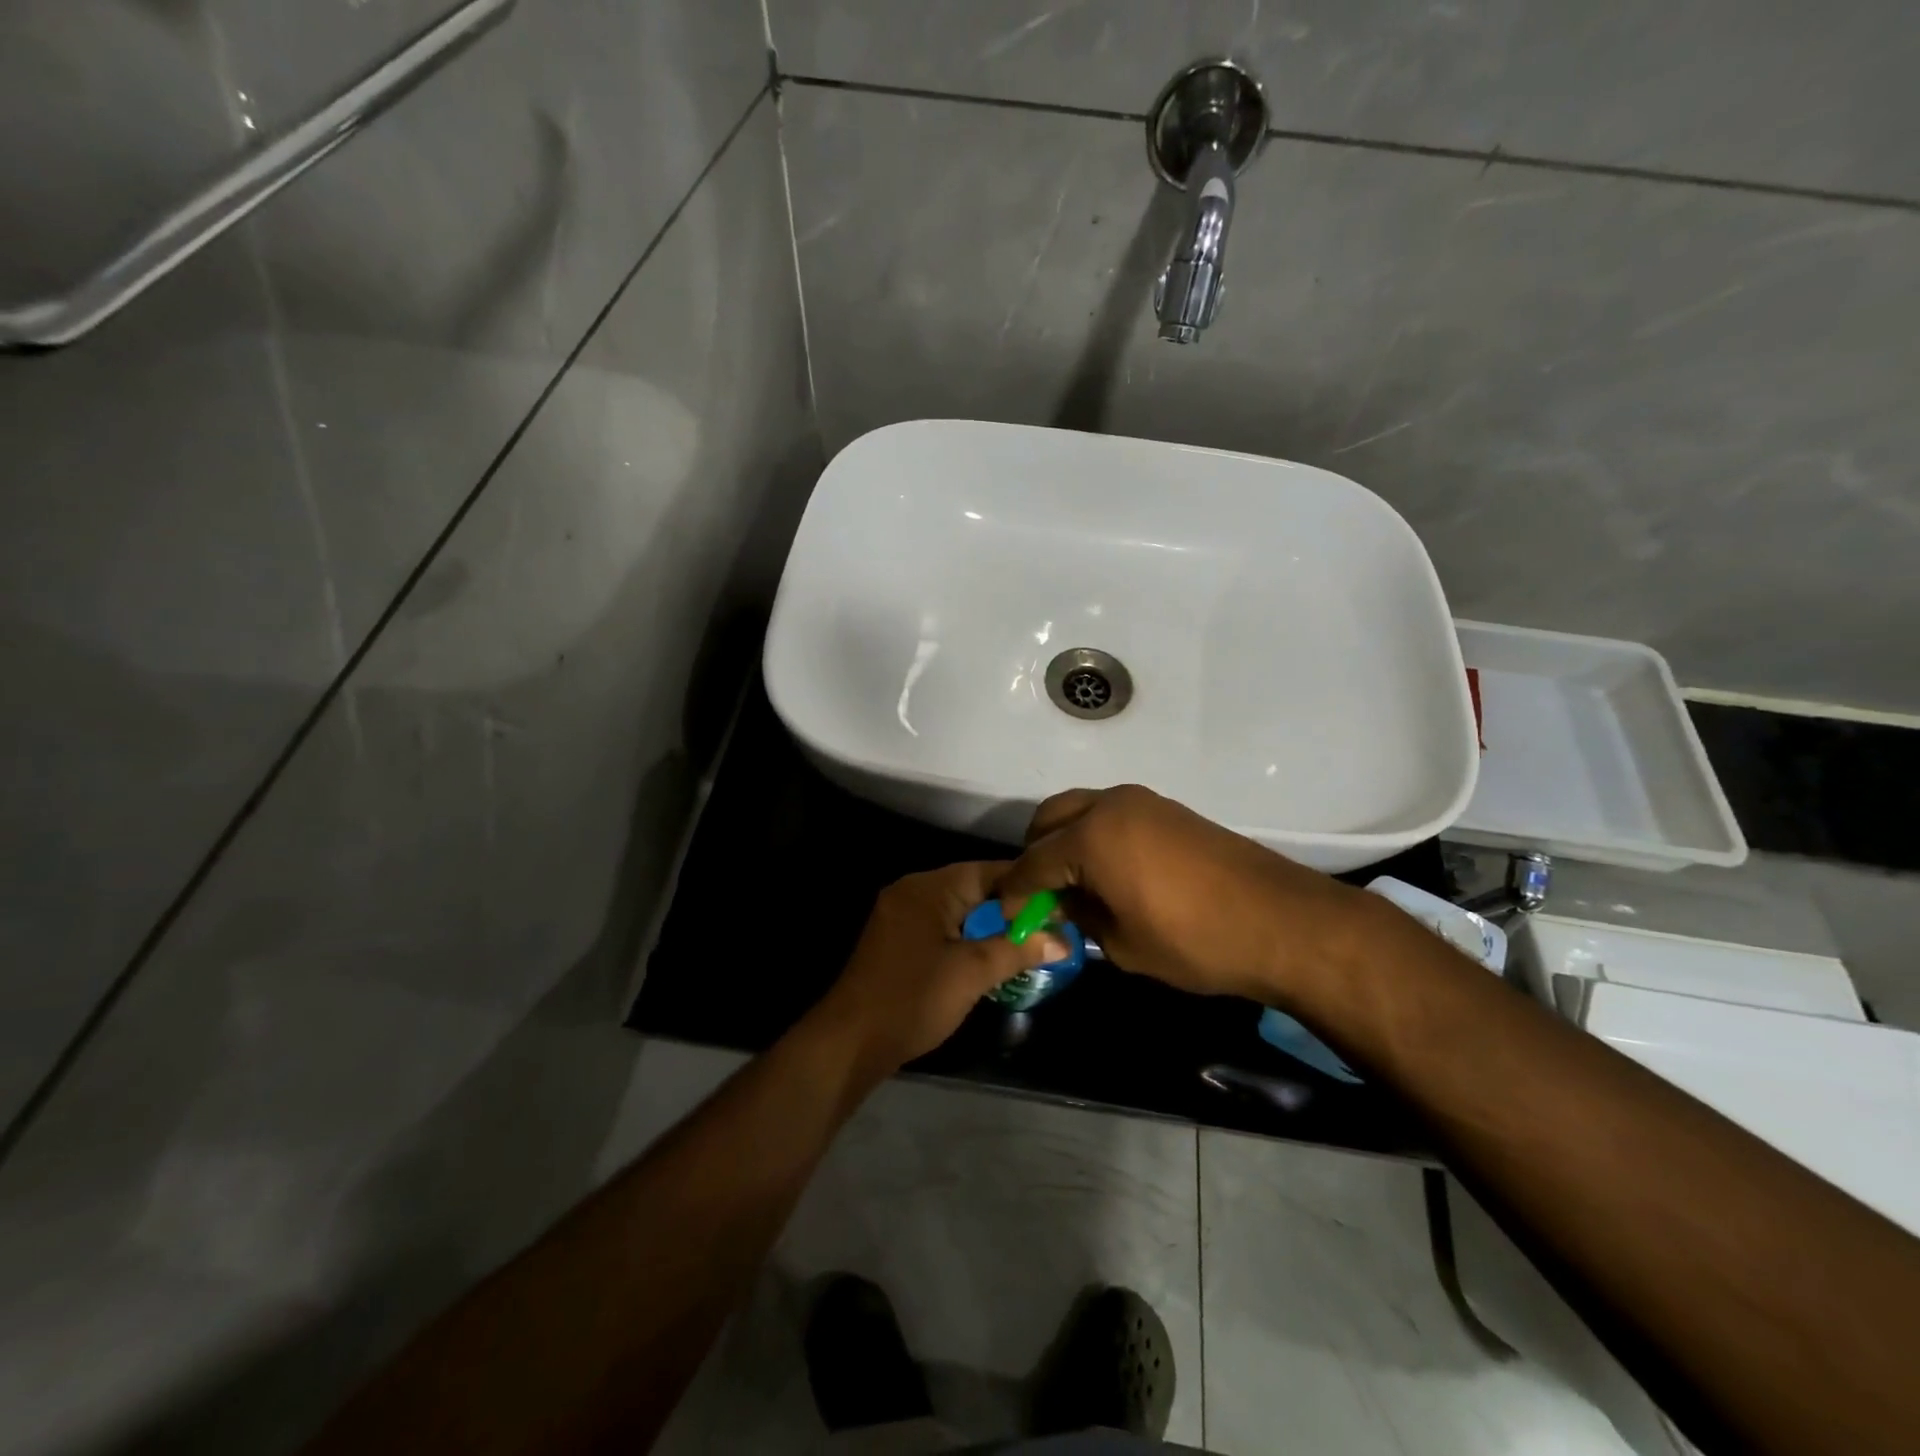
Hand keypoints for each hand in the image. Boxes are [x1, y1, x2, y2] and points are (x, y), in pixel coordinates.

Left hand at [810, 862, 1070, 1077]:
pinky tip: (989, 958)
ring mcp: (900, 914)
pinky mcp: (896, 939)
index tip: (1059, 902)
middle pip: (973, 888)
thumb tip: (1064, 940)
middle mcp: (912, 890)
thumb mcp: (973, 973)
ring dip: (989, 925)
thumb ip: (1019, 950)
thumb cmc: (914, 998)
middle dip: (1010, 908)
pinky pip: (941, 926)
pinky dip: (966, 937)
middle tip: (1049, 927)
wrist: (850, 1041)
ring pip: (958, 910)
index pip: (989, 870)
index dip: (1026, 885)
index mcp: (929, 887)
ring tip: (1027, 944)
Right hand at [996, 785, 1381, 1005]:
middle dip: (1034, 854)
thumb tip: (1063, 905)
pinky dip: (1094, 835)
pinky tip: (1107, 872)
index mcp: (1090, 836)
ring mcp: (1141, 801)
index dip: (1014, 893)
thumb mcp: (1122, 944)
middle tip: (1038, 895)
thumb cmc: (1193, 940)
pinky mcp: (1166, 808)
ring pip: (1080, 810)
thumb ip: (1080, 917)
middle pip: (1049, 820)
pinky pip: (1110, 814)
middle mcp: (1109, 805)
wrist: (1281, 921)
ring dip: (1065, 840)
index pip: (1032, 863)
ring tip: (1072, 884)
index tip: (1005, 916)